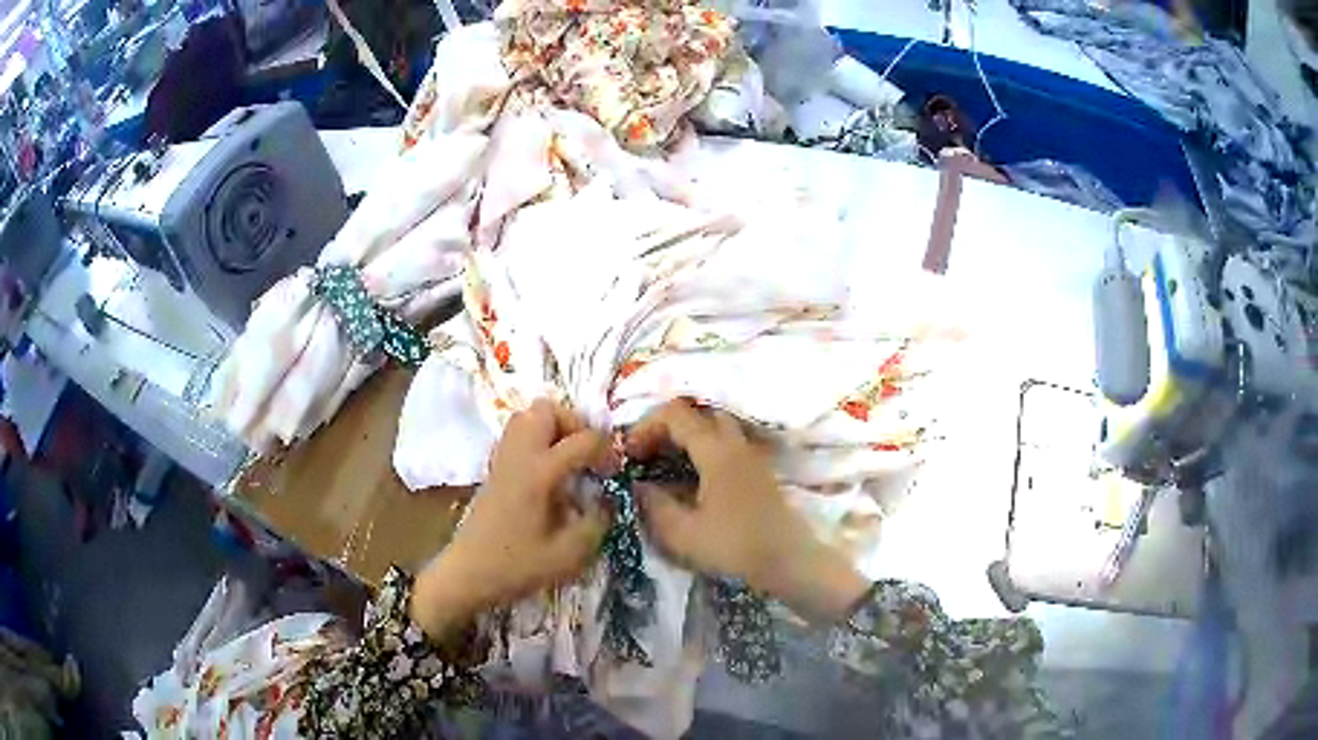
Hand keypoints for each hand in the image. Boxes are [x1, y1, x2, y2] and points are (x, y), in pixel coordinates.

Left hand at [410, 399, 612, 639]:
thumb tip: (608, 500)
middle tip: (587, 453)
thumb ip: (597, 523)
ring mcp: (503, 459)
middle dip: (574, 423)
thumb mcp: (568, 555)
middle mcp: (519, 456)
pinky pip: (518, 435)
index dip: (606, 449)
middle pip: (546, 409)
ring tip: (569, 459)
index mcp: (539, 473)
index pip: (582, 440)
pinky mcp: (494, 469)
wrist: (468, 574)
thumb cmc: (517, 567)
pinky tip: (548, 472)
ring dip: (554, 428)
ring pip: (528, 416)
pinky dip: (537, 440)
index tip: (614, 471)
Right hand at [626, 400, 870, 620]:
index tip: (628, 454)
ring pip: (713, 427)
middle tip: (647, 454)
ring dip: (686, 437)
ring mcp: (750, 454)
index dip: (645, 427)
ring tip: (665, 465)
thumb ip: (655, 506)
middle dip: (666, 427)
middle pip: (697, 413)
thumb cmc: (736, 546)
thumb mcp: (684, 534)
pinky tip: (691, 479)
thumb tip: (638, 486)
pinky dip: (702, 449)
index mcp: (716, 450)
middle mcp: (735, 442)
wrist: (790, 560)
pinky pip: (725, 443)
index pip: (674, 414)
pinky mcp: (758, 470)